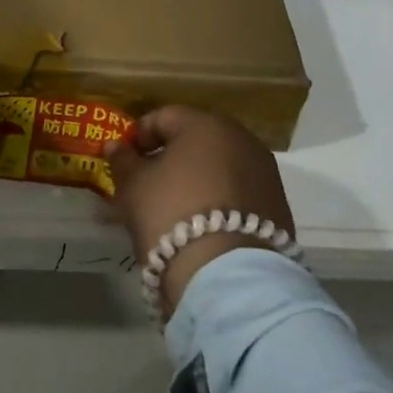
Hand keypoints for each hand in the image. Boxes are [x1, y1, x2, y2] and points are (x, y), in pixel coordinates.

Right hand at [104, 106, 295, 316]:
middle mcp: (241, 138)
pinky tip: (203, 223)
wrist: (228, 276)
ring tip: (175, 206)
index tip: (124, 159)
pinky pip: (239, 191)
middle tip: (147, 182)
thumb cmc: (171, 214)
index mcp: (205, 124)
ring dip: (197, 177)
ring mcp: (264, 171)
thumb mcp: (134, 186)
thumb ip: (123, 160)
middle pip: (196, 139)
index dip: (139, 135)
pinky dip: (220, 198)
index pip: (164, 117)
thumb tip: (115, 145)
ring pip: (220, 164)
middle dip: (170, 155)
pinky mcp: (277, 204)